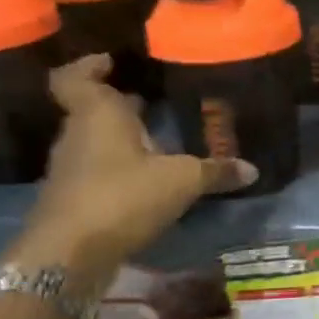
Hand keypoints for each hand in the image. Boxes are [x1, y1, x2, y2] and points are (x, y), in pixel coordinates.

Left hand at [8, 56, 253, 286]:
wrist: (67, 256)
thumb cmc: (122, 197)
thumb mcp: (182, 181)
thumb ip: (215, 171)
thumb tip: (251, 169)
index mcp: (98, 115)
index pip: (76, 78)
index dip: (90, 66)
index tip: (112, 61)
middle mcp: (78, 136)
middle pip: (92, 110)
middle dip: (120, 105)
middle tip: (153, 102)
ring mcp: (71, 169)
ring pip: (96, 142)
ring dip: (121, 140)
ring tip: (158, 142)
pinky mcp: (73, 199)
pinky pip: (97, 172)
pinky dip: (119, 170)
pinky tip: (148, 182)